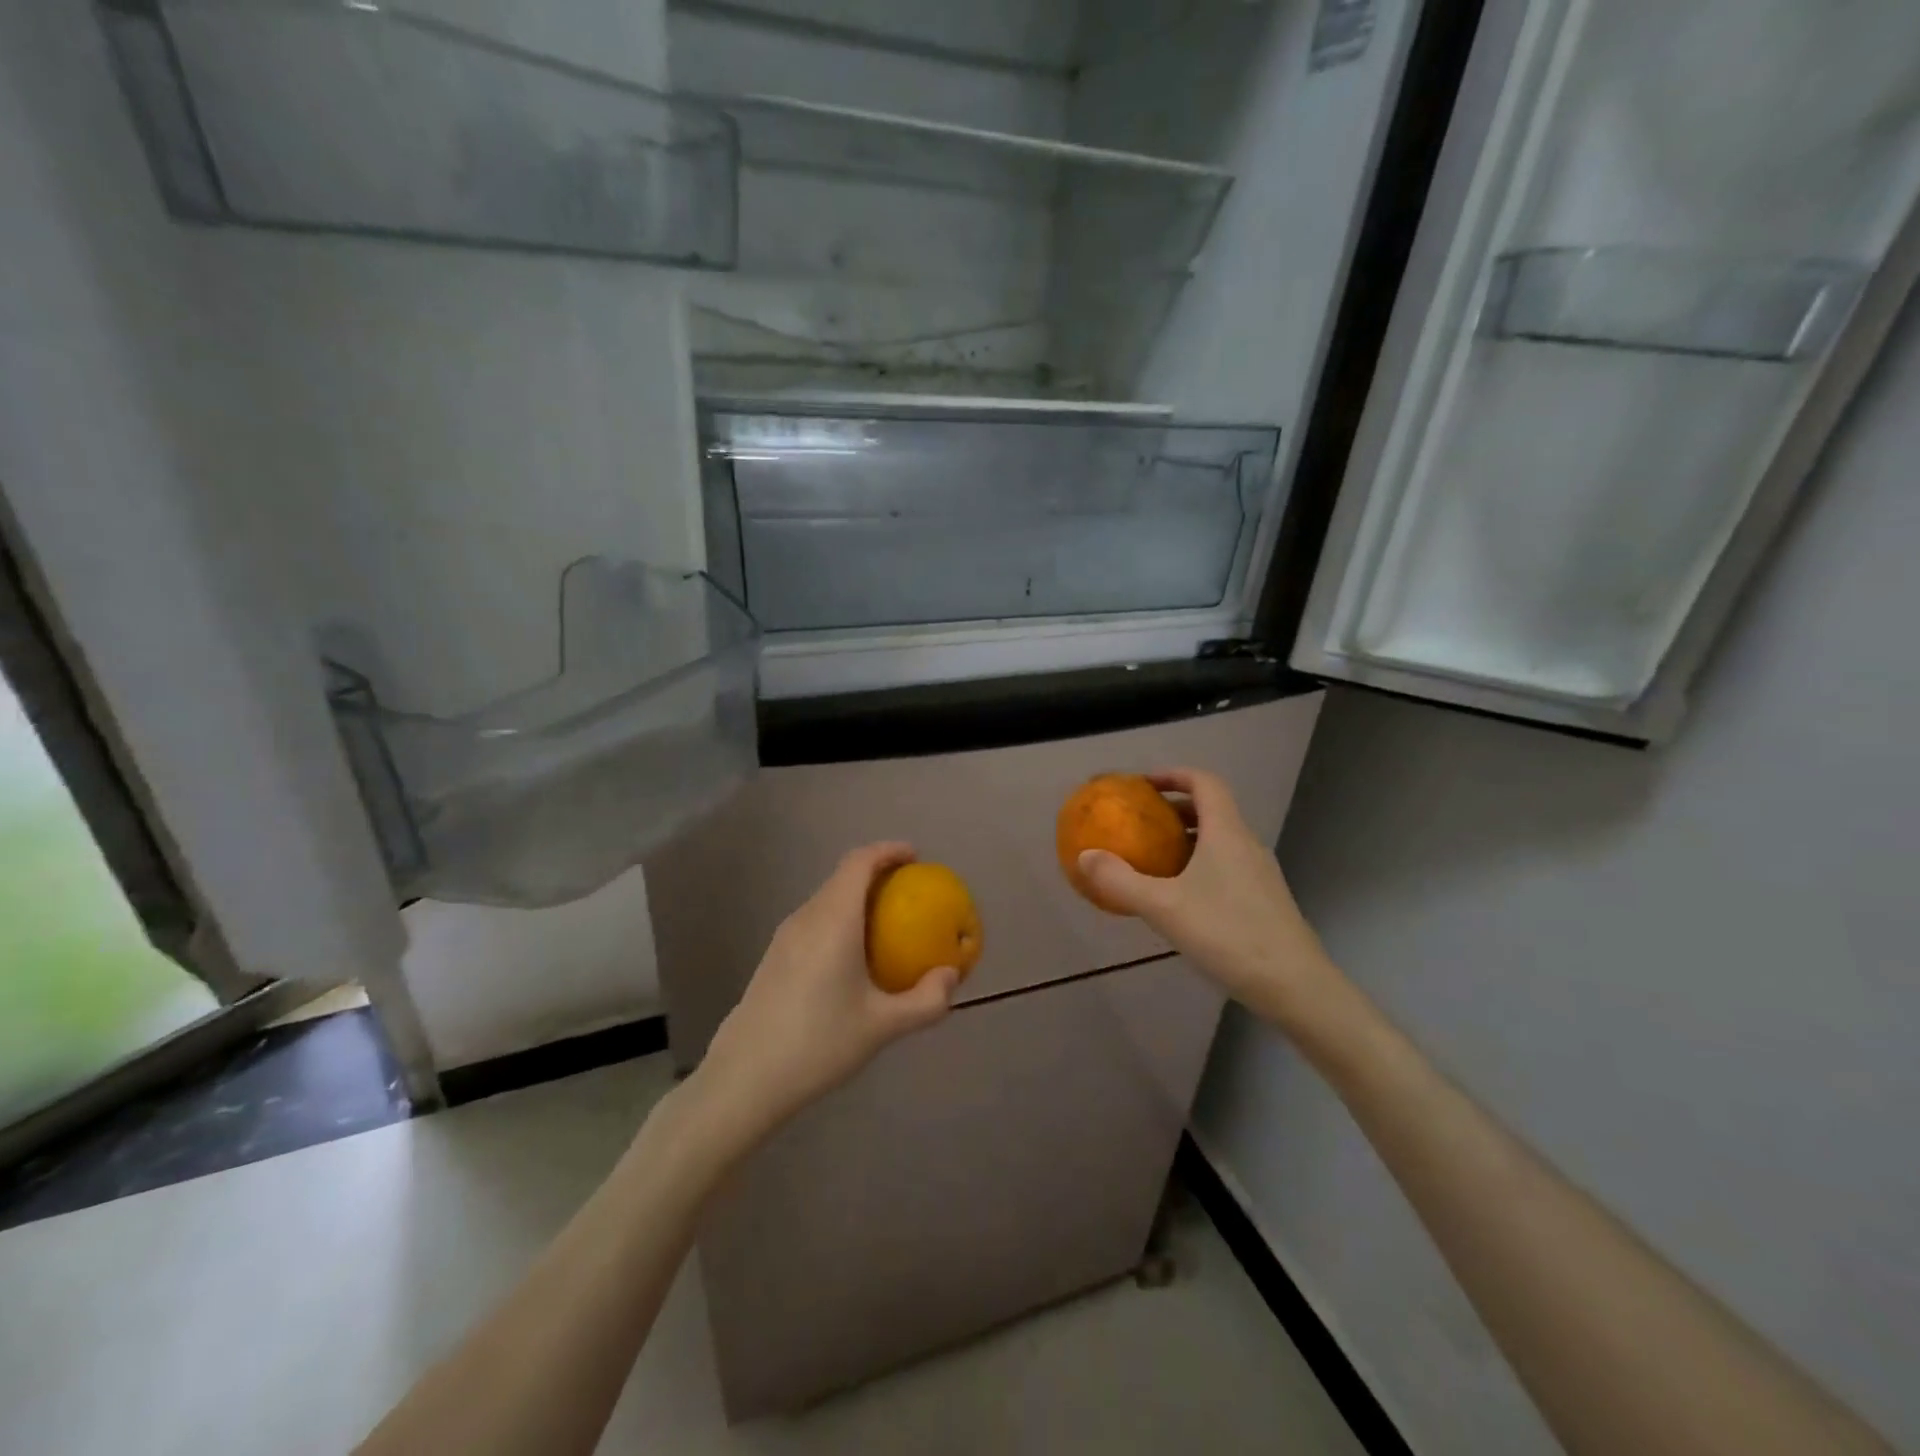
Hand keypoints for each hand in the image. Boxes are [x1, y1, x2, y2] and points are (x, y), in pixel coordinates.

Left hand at [695, 842, 957, 1142]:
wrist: (745, 1078)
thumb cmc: (819, 1044)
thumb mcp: (883, 1027)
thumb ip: (925, 1001)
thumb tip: (951, 976)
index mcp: (833, 920)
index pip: (859, 862)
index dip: (888, 850)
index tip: (916, 857)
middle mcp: (806, 918)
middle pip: (843, 877)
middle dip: (878, 874)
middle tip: (911, 892)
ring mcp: (785, 937)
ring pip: (827, 900)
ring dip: (858, 898)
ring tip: (887, 924)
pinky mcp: (774, 957)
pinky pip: (815, 922)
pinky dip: (841, 920)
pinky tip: (854, 958)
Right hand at [1076, 768, 1336, 1026]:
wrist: (1294, 985)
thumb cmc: (1228, 934)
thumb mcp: (1164, 907)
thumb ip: (1121, 880)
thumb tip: (1084, 856)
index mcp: (1226, 832)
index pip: (1204, 782)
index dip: (1173, 775)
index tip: (1143, 784)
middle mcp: (1246, 844)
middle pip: (1212, 810)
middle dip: (1175, 808)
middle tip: (1142, 822)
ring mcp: (1260, 873)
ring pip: (1220, 840)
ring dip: (1187, 839)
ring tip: (1155, 858)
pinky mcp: (1265, 900)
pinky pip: (1227, 865)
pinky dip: (1200, 865)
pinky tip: (1181, 898)